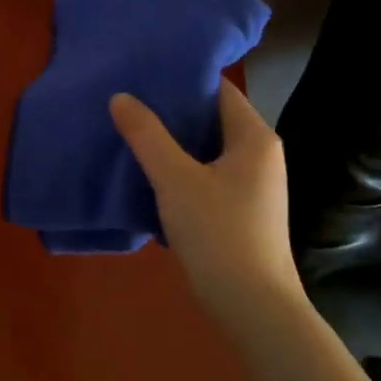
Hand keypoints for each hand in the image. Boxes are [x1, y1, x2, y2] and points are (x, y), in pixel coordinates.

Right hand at [110, 80, 301, 327]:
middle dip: (171, 110)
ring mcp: (252, 185)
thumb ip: (146, 135)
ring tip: (129, 130)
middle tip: (127, 99)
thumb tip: (120, 97)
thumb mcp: (175, 179)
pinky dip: (180, 168)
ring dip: (172, 142)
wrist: (254, 308)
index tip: (143, 72)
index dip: (182, 78)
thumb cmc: (219, 233)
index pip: (218, 89)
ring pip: (206, 149)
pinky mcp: (240, 210)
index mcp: (253, 137)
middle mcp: (259, 154)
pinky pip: (206, 174)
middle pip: (211, 118)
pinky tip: (147, 172)